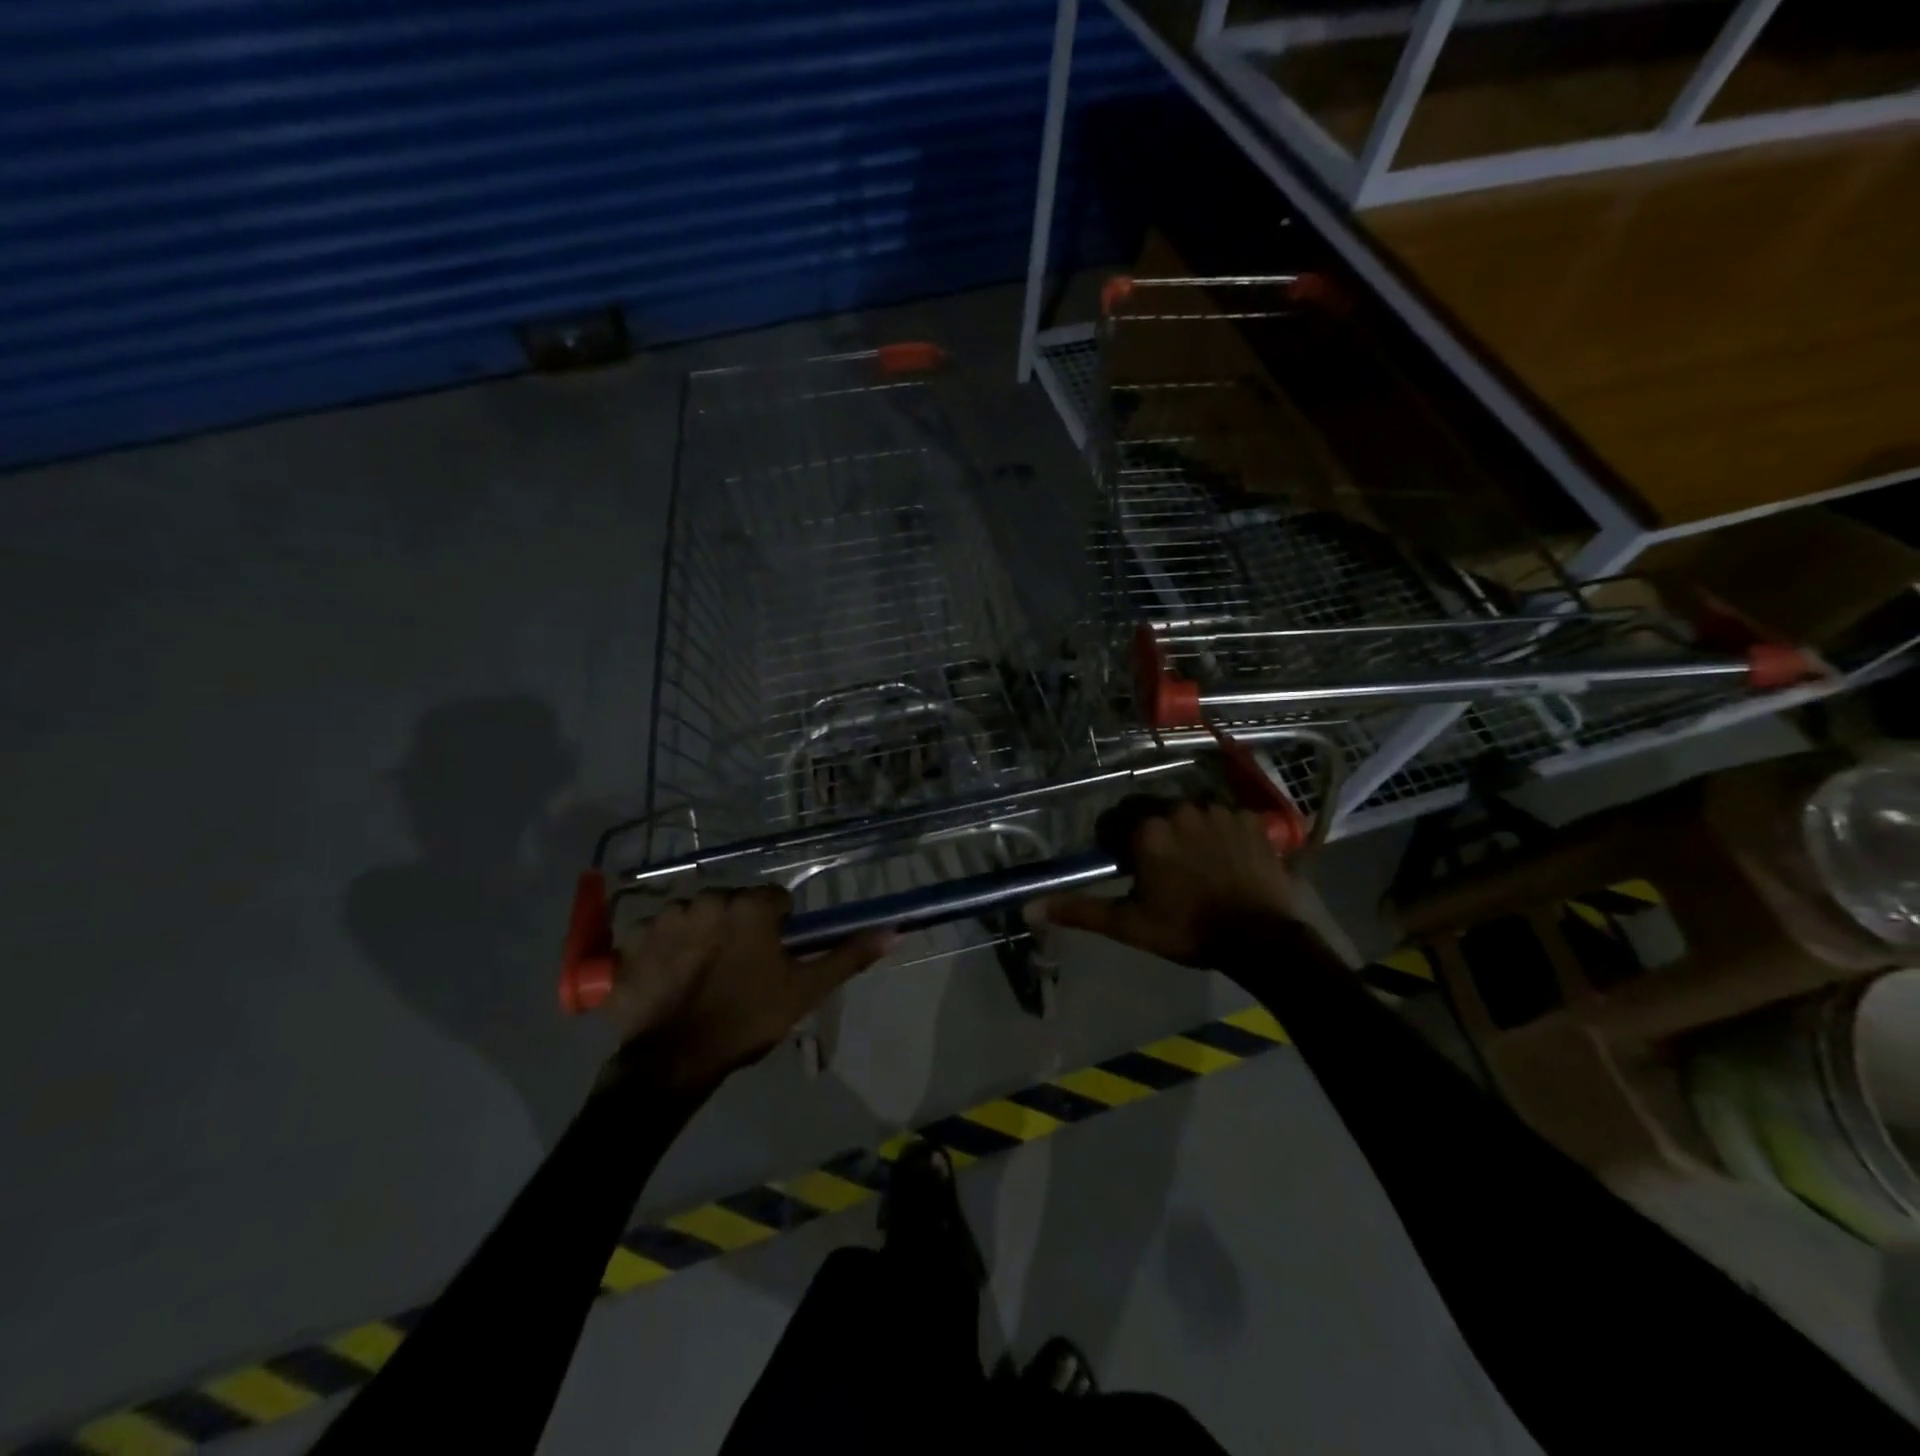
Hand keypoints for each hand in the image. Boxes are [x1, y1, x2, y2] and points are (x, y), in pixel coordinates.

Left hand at [606, 886, 891, 1091]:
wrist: (674, 1061)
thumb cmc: (747, 1019)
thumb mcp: (805, 990)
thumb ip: (847, 956)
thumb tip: (893, 930)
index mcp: (750, 905)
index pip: (776, 900)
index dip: (779, 928)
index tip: (773, 958)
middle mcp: (709, 898)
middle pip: (735, 904)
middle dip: (740, 928)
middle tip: (739, 970)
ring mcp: (667, 916)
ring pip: (699, 915)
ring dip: (704, 934)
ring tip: (703, 976)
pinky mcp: (635, 938)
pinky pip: (660, 932)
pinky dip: (668, 948)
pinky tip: (672, 978)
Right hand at [1032, 800, 1295, 965]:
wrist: (1261, 940)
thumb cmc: (1187, 930)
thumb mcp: (1128, 924)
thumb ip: (1079, 910)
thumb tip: (1030, 908)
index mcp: (1147, 830)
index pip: (1114, 821)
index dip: (1114, 843)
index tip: (1124, 866)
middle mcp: (1179, 808)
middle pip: (1150, 810)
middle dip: (1147, 831)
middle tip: (1157, 865)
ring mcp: (1218, 810)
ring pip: (1187, 811)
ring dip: (1182, 829)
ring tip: (1193, 862)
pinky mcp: (1249, 818)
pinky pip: (1222, 816)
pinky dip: (1217, 831)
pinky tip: (1224, 858)